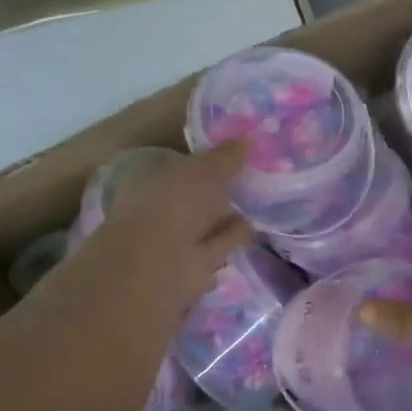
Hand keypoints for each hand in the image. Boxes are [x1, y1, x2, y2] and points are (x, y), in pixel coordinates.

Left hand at [62, 143, 253, 310]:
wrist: (157, 264)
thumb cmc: (172, 205)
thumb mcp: (203, 171)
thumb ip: (225, 158)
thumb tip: (249, 140)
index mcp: (153, 182)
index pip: (182, 168)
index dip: (207, 163)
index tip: (235, 158)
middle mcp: (161, 211)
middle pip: (196, 200)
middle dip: (219, 194)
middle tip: (252, 182)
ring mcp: (174, 243)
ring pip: (207, 226)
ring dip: (228, 220)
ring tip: (258, 208)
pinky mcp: (190, 270)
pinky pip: (216, 249)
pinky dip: (231, 242)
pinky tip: (253, 233)